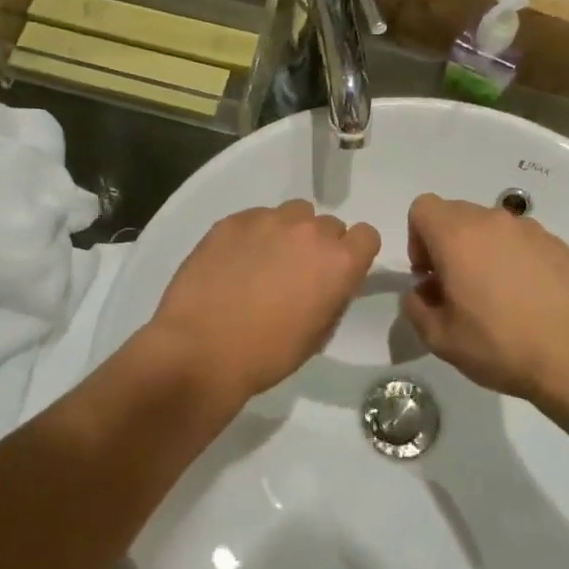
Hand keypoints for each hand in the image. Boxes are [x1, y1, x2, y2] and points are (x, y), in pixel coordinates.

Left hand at [150, 201, 380, 407]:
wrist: (202, 350)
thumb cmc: (267, 354)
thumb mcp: (318, 334)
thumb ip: (332, 296)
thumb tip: (327, 282)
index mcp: (339, 262)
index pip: (366, 236)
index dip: (353, 254)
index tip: (336, 272)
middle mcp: (310, 231)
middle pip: (328, 224)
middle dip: (318, 245)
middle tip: (295, 273)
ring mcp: (268, 221)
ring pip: (292, 214)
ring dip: (288, 233)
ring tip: (264, 261)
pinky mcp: (232, 221)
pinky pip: (255, 218)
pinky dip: (253, 235)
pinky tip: (234, 262)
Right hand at [399, 194, 568, 413]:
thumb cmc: (500, 345)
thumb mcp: (439, 338)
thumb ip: (416, 307)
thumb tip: (423, 292)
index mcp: (458, 236)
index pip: (422, 208)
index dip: (417, 239)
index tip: (429, 274)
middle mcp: (494, 222)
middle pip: (456, 214)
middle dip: (447, 244)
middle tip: (457, 288)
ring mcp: (531, 231)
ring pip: (491, 228)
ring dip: (482, 251)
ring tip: (495, 296)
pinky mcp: (559, 245)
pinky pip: (522, 242)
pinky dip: (514, 260)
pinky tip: (527, 299)